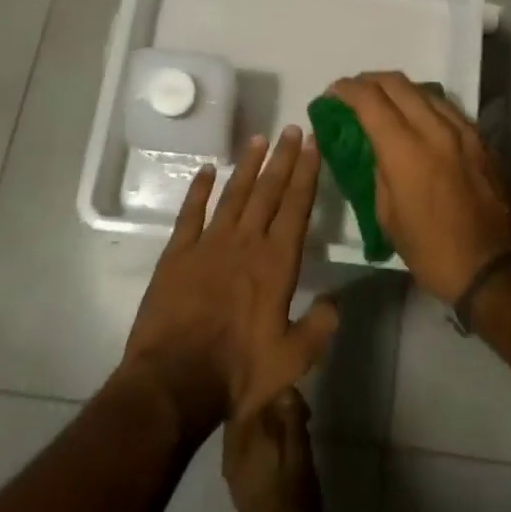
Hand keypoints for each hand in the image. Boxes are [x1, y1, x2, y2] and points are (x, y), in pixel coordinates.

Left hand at [120, 127, 339, 434]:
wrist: (174, 382)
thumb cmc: (238, 373)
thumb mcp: (292, 360)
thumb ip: (319, 328)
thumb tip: (336, 301)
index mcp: (276, 263)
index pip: (296, 206)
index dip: (306, 173)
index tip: (313, 144)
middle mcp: (246, 242)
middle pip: (268, 190)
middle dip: (283, 158)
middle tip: (292, 128)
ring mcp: (209, 244)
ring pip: (234, 194)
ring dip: (247, 165)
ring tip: (259, 138)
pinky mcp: (177, 254)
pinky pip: (190, 213)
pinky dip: (198, 189)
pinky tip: (205, 170)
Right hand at [328, 71, 510, 302]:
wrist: (492, 267)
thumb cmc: (431, 249)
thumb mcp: (387, 215)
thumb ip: (377, 171)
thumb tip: (372, 148)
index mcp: (406, 150)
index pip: (370, 100)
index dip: (346, 90)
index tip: (332, 94)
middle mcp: (435, 129)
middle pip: (397, 83)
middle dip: (369, 81)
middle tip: (353, 92)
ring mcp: (463, 130)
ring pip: (425, 90)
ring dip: (398, 89)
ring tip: (384, 102)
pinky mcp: (481, 139)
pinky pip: (447, 108)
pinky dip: (424, 104)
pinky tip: (417, 119)